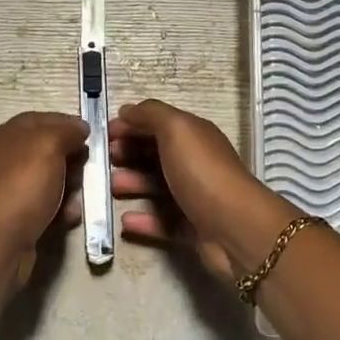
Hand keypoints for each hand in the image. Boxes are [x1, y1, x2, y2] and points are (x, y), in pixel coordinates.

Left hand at [0, 112, 89, 251]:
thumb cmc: (23, 185)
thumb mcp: (48, 145)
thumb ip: (66, 130)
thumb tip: (80, 127)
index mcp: (6, 136)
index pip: (40, 119)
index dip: (66, 123)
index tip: (91, 134)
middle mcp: (5, 160)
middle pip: (47, 150)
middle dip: (71, 157)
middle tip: (88, 167)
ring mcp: (10, 189)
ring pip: (50, 179)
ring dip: (70, 185)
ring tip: (80, 194)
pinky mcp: (18, 217)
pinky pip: (46, 205)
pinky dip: (61, 209)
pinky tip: (70, 216)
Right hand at [110, 99, 294, 279]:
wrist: (235, 228)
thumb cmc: (202, 172)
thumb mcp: (176, 130)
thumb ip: (150, 115)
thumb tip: (127, 110)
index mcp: (194, 137)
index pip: (159, 125)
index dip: (132, 125)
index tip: (104, 134)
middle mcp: (196, 164)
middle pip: (157, 155)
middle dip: (129, 154)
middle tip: (105, 160)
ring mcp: (195, 197)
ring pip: (158, 188)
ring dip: (133, 185)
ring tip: (111, 188)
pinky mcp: (193, 229)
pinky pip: (163, 222)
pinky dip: (143, 220)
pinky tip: (124, 221)